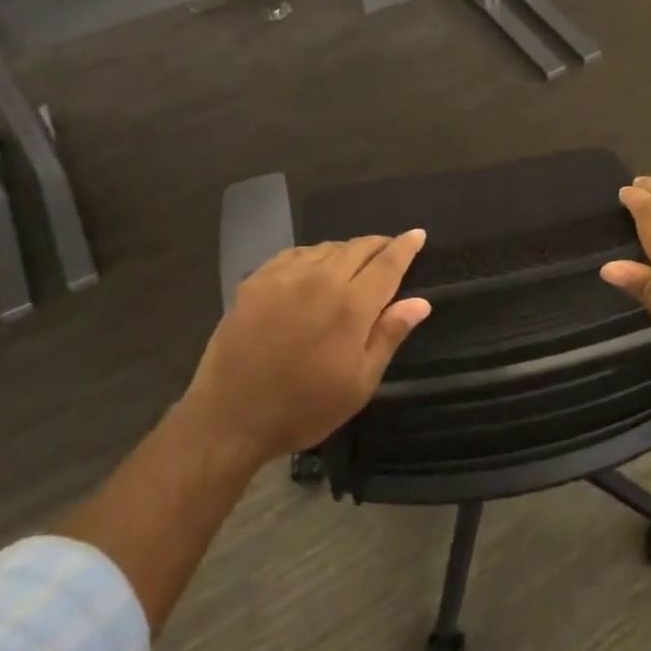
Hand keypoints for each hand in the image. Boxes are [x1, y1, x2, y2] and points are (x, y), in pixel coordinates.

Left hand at [185, 232, 431, 468]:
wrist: (230, 417)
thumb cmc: (304, 407)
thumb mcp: (359, 383)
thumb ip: (389, 335)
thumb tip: (420, 302)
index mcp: (352, 305)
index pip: (388, 263)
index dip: (405, 246)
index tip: (417, 234)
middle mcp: (321, 279)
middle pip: (358, 248)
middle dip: (378, 245)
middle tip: (388, 250)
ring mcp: (285, 276)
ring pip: (327, 248)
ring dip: (347, 250)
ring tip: (353, 262)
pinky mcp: (257, 280)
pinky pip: (295, 254)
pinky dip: (314, 255)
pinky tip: (313, 268)